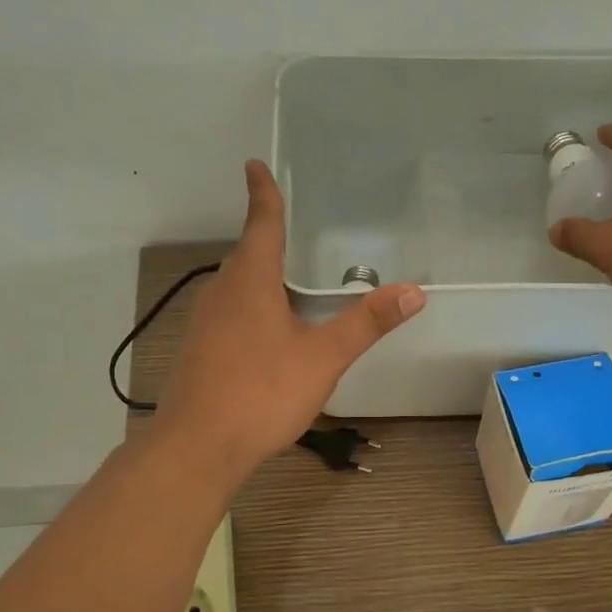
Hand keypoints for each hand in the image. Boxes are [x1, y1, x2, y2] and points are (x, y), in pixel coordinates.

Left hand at [156, 160, 424, 474]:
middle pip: (245, 255)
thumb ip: (367, 323)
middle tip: (287, 227)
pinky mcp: (197, 352)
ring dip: (256, 277)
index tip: (254, 165)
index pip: (260, 223)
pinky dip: (247, 309)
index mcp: (250, 281)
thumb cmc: (263, 391)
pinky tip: (263, 333)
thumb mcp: (324, 357)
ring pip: (234, 287)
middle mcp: (221, 293)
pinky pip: (226, 315)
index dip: (262, 193)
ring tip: (283, 280)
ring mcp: (203, 324)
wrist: (199, 446)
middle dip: (264, 238)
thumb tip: (414, 291)